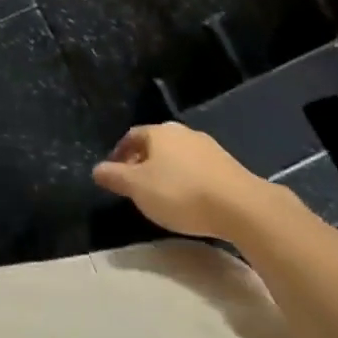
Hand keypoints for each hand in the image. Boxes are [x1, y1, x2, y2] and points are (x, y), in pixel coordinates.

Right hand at [93, 122, 274, 238]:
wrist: (240, 206)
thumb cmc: (180, 193)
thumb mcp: (138, 188)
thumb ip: (115, 177)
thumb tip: (96, 169)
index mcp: (158, 132)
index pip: (131, 136)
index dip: (119, 154)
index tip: (114, 174)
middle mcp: (182, 132)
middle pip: (155, 144)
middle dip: (142, 162)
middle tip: (136, 185)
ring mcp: (208, 146)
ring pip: (177, 155)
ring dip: (166, 170)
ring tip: (161, 194)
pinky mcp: (227, 164)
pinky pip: (197, 167)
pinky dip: (187, 178)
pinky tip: (189, 198)